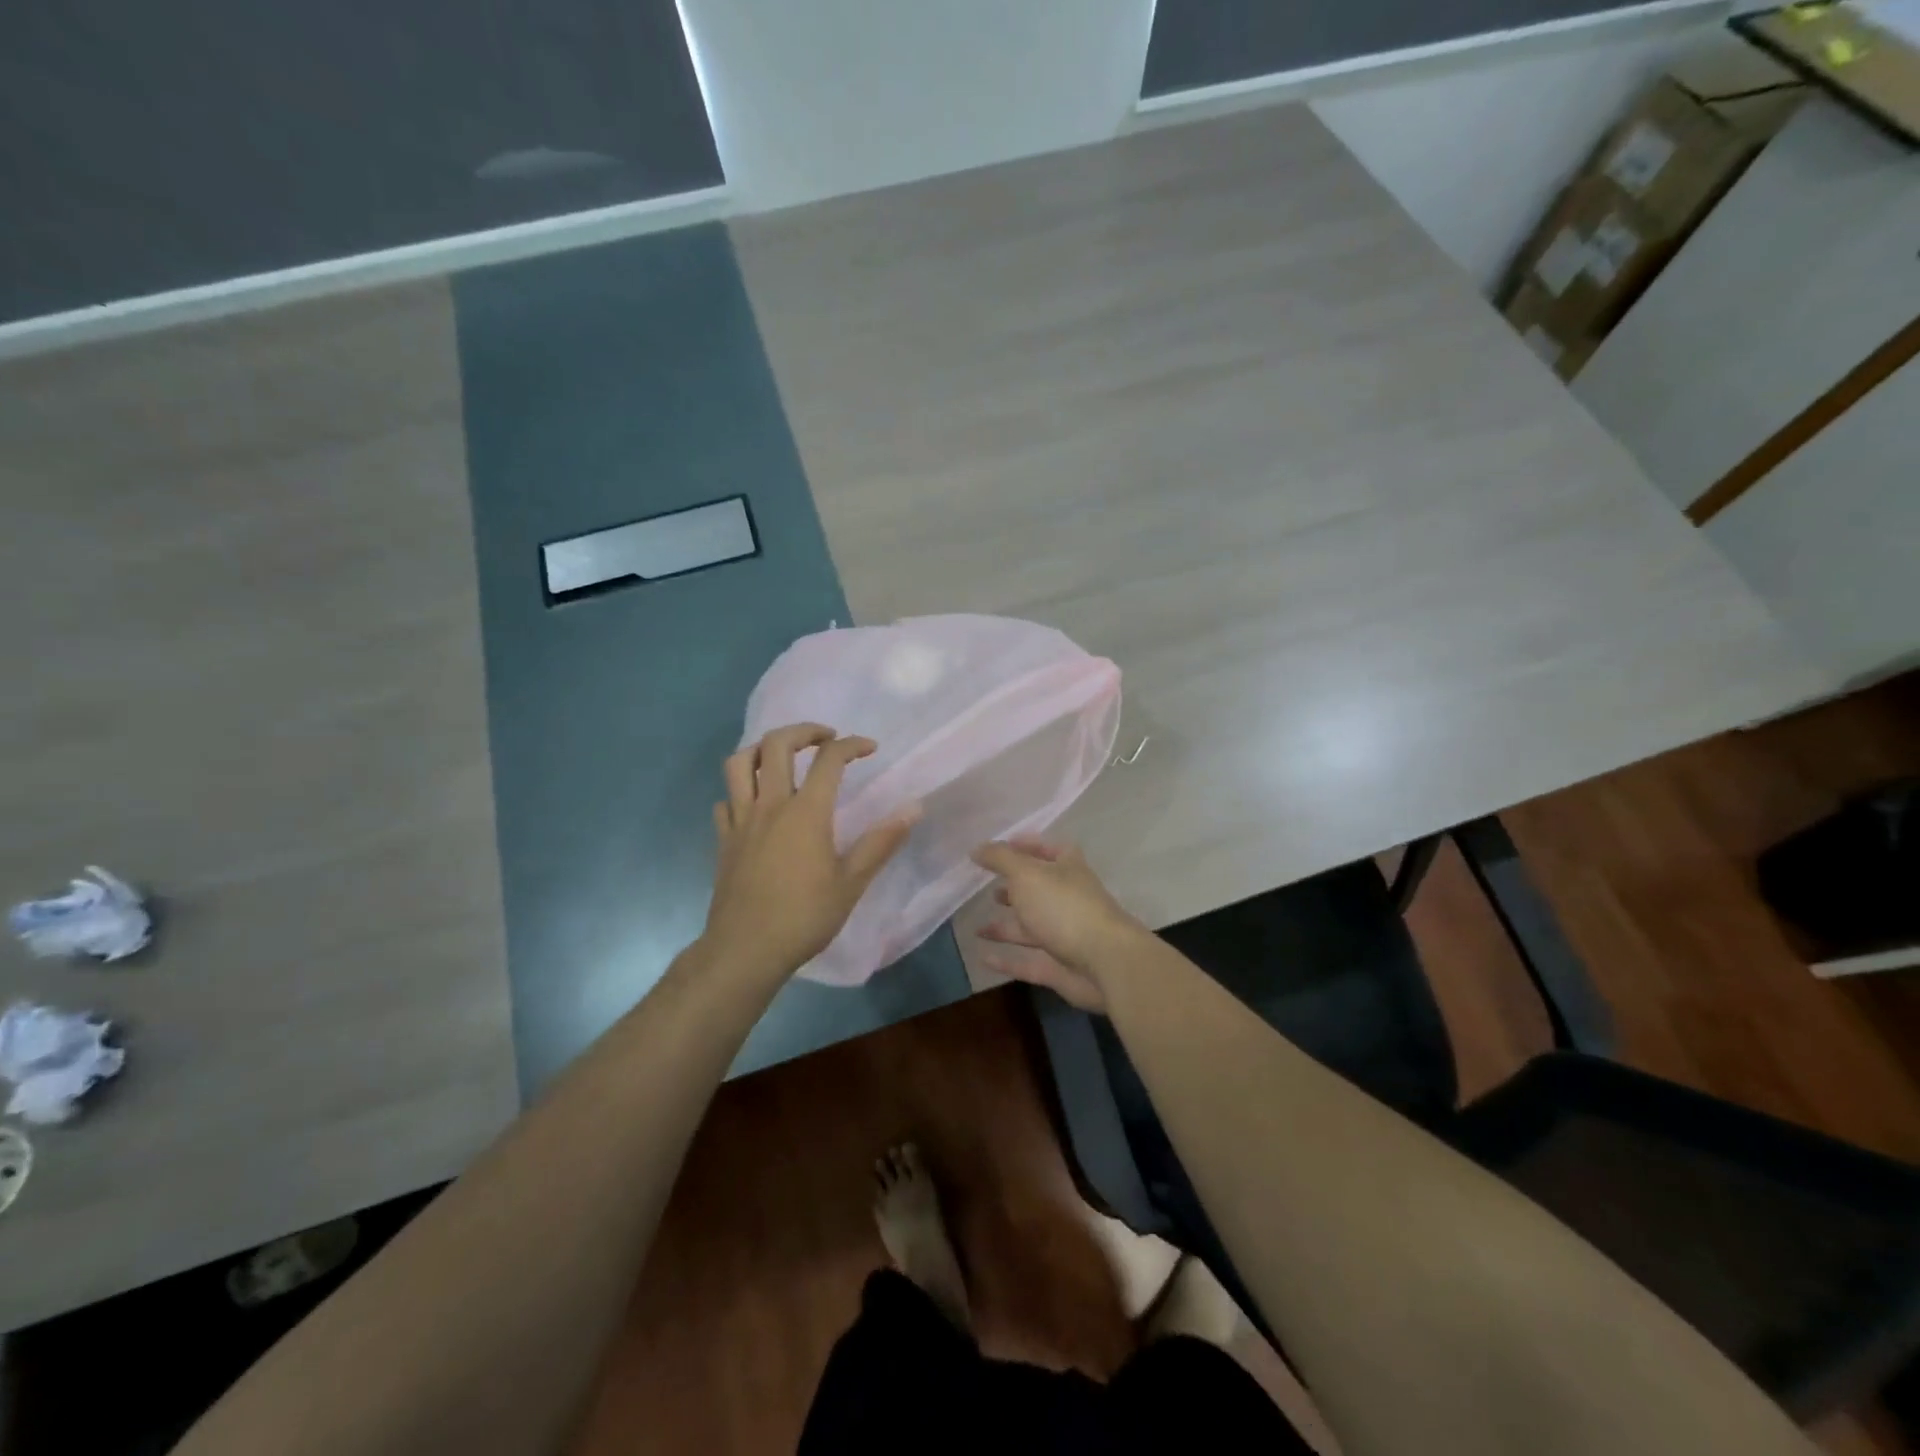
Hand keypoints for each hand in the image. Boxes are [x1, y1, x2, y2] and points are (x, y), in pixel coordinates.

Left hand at [702, 723, 917, 986]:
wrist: (745, 950)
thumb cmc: (804, 917)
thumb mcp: (852, 882)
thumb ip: (881, 841)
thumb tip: (914, 807)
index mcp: (806, 811)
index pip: (829, 759)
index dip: (852, 745)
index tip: (870, 747)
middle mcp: (770, 805)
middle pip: (777, 744)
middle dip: (804, 731)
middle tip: (825, 738)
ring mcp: (741, 820)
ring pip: (740, 763)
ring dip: (762, 749)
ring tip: (782, 757)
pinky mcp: (723, 839)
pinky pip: (725, 800)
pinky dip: (739, 791)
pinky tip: (753, 803)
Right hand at [970, 838, 1145, 1013]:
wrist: (1105, 962)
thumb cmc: (1064, 907)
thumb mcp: (1027, 874)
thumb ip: (1000, 859)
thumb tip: (977, 848)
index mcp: (1067, 869)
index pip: (1048, 849)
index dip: (1027, 845)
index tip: (1001, 846)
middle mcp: (1067, 899)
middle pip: (1039, 890)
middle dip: (1015, 888)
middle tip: (987, 887)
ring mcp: (1064, 935)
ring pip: (1031, 927)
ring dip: (1006, 926)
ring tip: (978, 926)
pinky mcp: (1059, 967)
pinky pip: (1027, 962)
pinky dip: (1006, 960)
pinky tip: (983, 958)